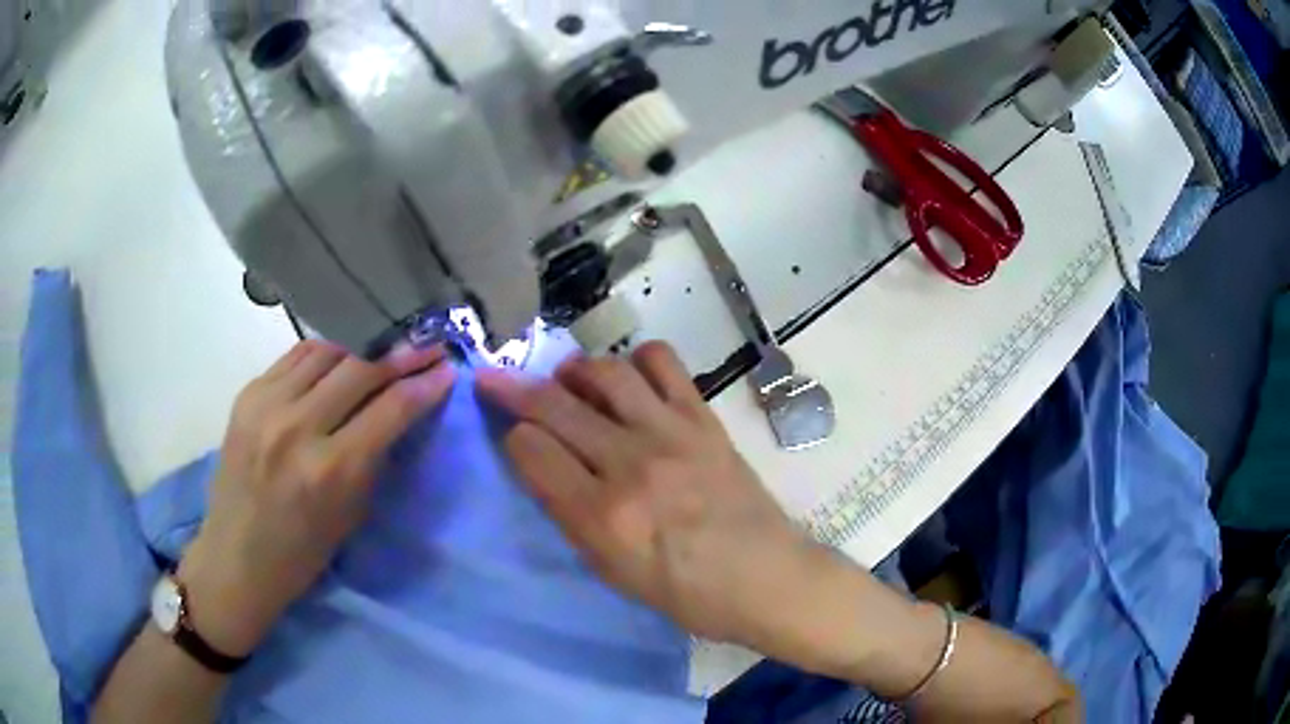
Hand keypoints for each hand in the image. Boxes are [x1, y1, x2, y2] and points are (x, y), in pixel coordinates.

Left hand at [179, 340, 455, 656]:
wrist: (236, 557)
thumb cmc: (302, 552)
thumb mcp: (351, 515)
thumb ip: (374, 456)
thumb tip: (400, 408)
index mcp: (331, 470)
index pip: (390, 408)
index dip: (425, 384)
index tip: (448, 367)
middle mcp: (297, 428)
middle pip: (361, 368)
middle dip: (400, 355)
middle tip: (425, 347)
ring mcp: (267, 405)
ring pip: (326, 351)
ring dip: (361, 348)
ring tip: (382, 348)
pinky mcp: (247, 395)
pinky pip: (295, 357)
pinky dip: (323, 353)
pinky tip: (338, 358)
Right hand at [476, 342, 837, 652]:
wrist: (766, 578)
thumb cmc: (686, 594)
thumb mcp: (612, 573)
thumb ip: (571, 516)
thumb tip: (544, 466)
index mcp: (602, 516)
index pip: (531, 451)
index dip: (512, 439)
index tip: (512, 438)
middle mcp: (631, 464)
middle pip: (555, 405)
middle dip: (512, 388)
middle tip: (493, 377)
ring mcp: (671, 433)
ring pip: (604, 373)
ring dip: (574, 370)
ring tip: (566, 380)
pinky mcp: (703, 418)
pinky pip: (663, 363)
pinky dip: (637, 360)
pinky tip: (630, 379)